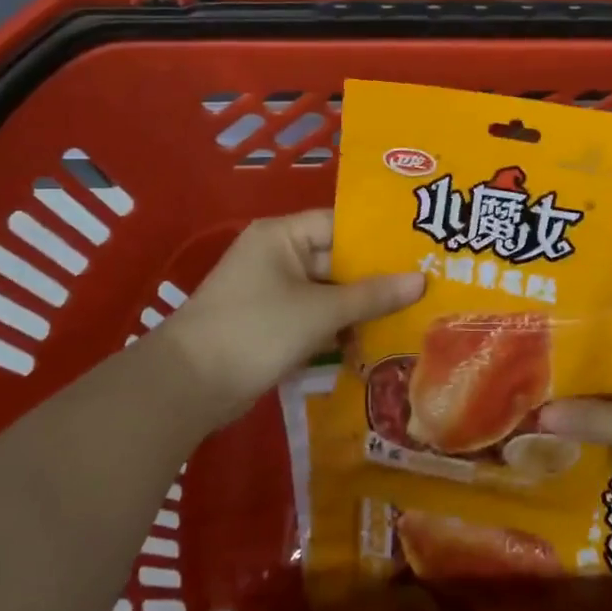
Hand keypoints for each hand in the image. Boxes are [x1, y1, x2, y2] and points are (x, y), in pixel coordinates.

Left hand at [156, 210, 423, 427]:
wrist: (187, 387)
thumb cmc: (255, 330)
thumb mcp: (320, 311)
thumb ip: (372, 295)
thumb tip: (421, 281)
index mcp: (282, 235)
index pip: (341, 223)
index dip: (379, 236)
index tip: (419, 247)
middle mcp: (277, 255)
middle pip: (336, 258)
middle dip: (375, 276)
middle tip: (425, 283)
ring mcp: (272, 291)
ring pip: (328, 291)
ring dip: (360, 305)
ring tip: (411, 312)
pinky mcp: (270, 324)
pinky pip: (314, 315)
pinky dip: (339, 326)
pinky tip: (375, 339)